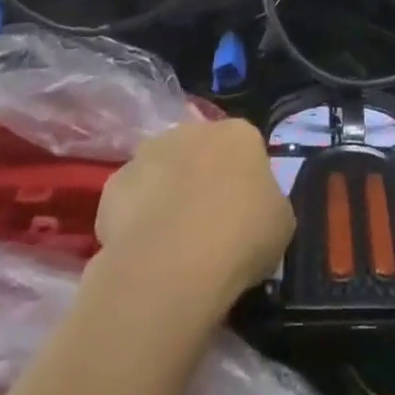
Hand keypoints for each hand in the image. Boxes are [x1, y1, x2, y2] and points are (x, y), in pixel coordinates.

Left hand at [96, 119, 295, 303]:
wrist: (172, 264)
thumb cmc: (240, 237)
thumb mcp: (281, 223)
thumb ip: (267, 203)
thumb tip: (253, 208)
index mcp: (239, 133)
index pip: (246, 148)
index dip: (244, 181)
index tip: (244, 213)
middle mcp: (193, 130)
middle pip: (200, 151)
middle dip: (202, 178)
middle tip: (207, 224)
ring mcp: (149, 153)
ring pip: (162, 170)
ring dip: (166, 193)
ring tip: (171, 242)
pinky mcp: (114, 184)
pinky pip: (131, 199)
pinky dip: (135, 218)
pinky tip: (143, 250)